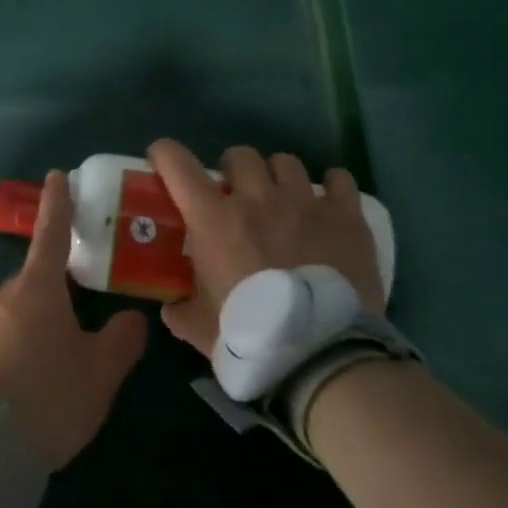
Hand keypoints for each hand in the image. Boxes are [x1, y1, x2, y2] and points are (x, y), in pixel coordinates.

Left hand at [0, 170, 147, 470]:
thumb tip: (132, 319)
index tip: (57, 177)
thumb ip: (121, 340)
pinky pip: (2, 339)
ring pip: (18, 312)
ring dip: (39, 325)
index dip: (57, 205)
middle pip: (36, 282)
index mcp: (36, 289)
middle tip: (82, 322)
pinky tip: (34, 382)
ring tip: (61, 366)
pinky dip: (20, 348)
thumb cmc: (49, 396)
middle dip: (57, 293)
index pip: (51, 234)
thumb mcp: (100, 372)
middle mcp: (3, 297)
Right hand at [147, 139, 385, 357]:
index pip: (178, 165)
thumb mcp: (200, 328)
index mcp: (213, 220)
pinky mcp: (345, 216)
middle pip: (240, 155)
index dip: (165, 153)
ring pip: (286, 163)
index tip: (162, 158)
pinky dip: (330, 186)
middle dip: (233, 169)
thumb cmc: (252, 335)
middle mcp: (256, 198)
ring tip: (282, 200)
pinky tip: (328, 203)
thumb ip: (180, 310)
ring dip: (277, 176)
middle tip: (235, 194)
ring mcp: (304, 202)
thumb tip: (172, 306)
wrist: (322, 354)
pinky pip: (338, 179)